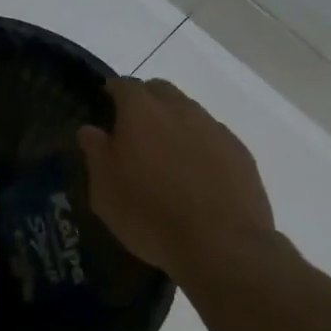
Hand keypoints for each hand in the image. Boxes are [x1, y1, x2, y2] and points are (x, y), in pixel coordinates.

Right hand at [78, 76, 275, 279]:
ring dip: (174, 123)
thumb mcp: (105, 191)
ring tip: (166, 156)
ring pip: (189, 111)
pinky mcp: (240, 152)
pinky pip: (213, 137)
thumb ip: (95, 153)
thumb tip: (91, 129)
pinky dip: (200, 145)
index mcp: (141, 112)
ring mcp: (214, 129)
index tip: (106, 105)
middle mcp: (180, 110)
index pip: (124, 85)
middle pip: (160, 90)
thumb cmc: (150, 215)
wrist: (222, 245)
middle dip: (145, 101)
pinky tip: (196, 175)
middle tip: (134, 130)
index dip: (113, 92)